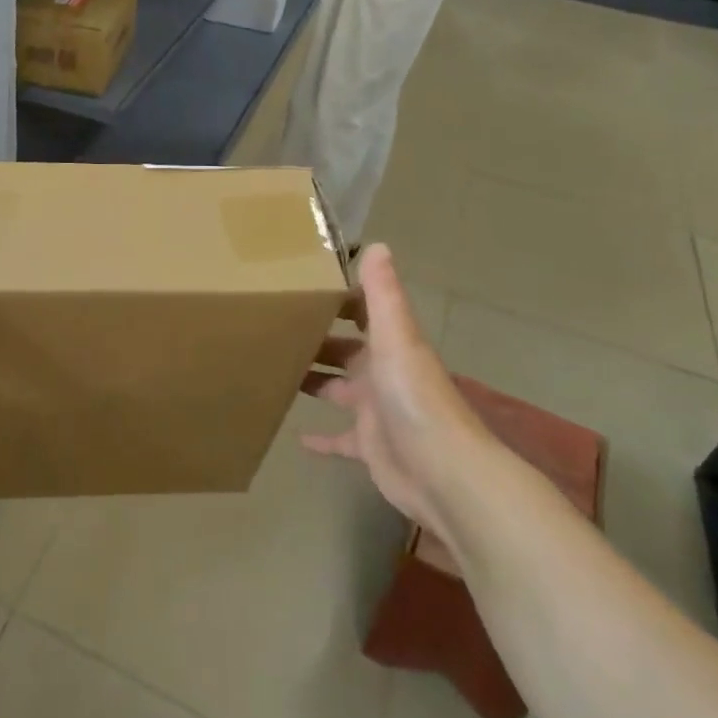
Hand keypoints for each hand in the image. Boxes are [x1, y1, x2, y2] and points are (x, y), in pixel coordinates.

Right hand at [299, 245, 495, 538]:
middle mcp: (383, 374)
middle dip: (317, 338)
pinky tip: (297, 437)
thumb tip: (376, 244)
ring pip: (338, 389)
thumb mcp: (396, 338)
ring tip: (274, 368)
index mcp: (389, 346)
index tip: (302, 284)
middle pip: (345, 350)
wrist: (443, 472)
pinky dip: (322, 439)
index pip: (362, 312)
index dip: (338, 298)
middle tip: (274, 326)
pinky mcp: (369, 447)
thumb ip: (383, 295)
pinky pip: (340, 440)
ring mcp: (375, 412)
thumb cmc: (413, 397)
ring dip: (313, 380)